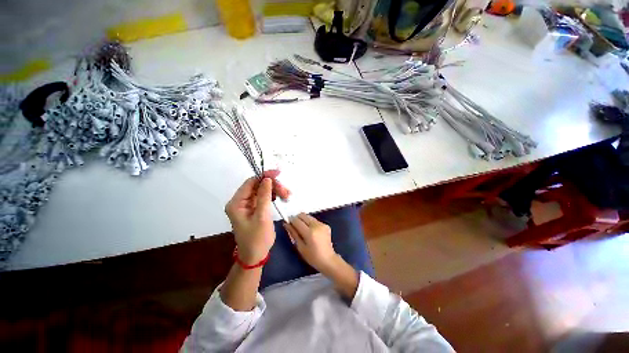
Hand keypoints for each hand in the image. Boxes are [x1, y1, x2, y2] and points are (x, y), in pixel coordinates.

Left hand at [226, 170, 289, 263]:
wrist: (255, 255)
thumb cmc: (257, 238)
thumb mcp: (262, 216)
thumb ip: (264, 196)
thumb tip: (267, 179)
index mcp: (237, 203)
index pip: (250, 182)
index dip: (264, 176)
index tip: (278, 174)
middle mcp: (240, 201)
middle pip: (258, 186)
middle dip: (273, 186)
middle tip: (286, 192)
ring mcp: (248, 205)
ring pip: (263, 190)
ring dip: (275, 191)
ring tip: (287, 195)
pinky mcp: (255, 208)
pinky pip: (265, 197)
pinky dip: (274, 196)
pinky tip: (282, 198)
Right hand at [283, 213, 338, 273]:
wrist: (328, 259)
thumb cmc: (312, 257)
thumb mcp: (300, 247)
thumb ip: (293, 234)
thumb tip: (287, 224)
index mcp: (309, 233)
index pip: (297, 221)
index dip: (291, 221)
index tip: (287, 223)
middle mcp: (316, 226)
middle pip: (303, 215)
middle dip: (297, 218)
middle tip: (295, 226)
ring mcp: (322, 224)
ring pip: (309, 216)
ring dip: (304, 220)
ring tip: (303, 230)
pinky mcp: (326, 225)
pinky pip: (315, 220)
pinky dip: (310, 223)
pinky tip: (311, 232)